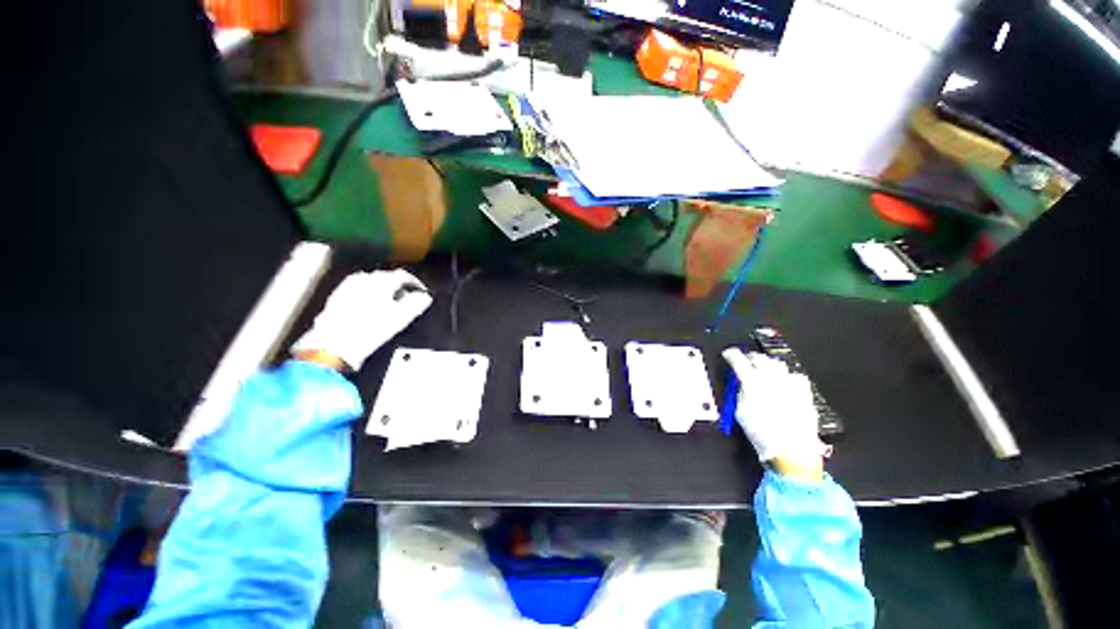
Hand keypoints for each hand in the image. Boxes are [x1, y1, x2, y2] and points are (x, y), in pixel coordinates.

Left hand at [292, 269, 432, 369]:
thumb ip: (416, 303)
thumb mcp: (401, 318)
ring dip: (383, 290)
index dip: (416, 283)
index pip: (404, 275)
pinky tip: (370, 308)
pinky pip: (358, 290)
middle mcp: (364, 279)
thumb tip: (425, 297)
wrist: (334, 345)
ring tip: (390, 304)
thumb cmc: (370, 330)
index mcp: (381, 281)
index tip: (422, 292)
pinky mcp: (337, 297)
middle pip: (387, 277)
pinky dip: (368, 295)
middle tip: (407, 298)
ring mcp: (348, 286)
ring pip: (371, 283)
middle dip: (399, 286)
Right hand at [722, 349, 827, 473]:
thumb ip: (740, 394)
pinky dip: (787, 376)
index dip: (732, 355)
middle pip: (760, 358)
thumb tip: (741, 385)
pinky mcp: (804, 392)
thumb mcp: (740, 413)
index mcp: (753, 383)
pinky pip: (796, 376)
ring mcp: (790, 384)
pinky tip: (785, 382)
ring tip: (764, 370)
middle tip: (746, 361)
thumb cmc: (764, 435)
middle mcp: (772, 379)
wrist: (793, 449)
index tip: (729, 354)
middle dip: (750, 357)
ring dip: (768, 364)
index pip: (739, 361)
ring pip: (778, 363)